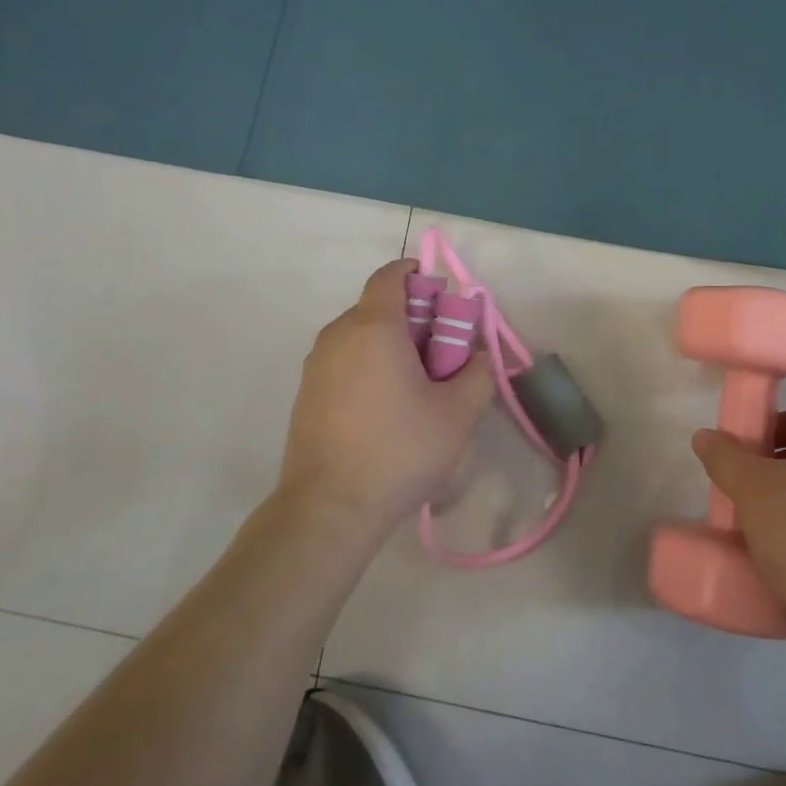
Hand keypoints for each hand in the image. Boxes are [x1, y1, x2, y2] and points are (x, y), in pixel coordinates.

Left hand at [278, 259, 494, 533]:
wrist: (329, 509)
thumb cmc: (399, 451)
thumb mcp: (458, 413)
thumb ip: (478, 372)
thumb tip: (477, 355)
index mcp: (374, 327)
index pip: (390, 276)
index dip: (417, 275)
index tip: (442, 297)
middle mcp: (338, 335)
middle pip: (378, 306)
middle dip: (413, 318)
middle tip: (442, 353)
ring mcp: (316, 365)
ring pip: (360, 335)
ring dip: (390, 345)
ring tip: (416, 386)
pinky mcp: (306, 393)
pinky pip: (344, 361)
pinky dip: (368, 366)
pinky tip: (386, 408)